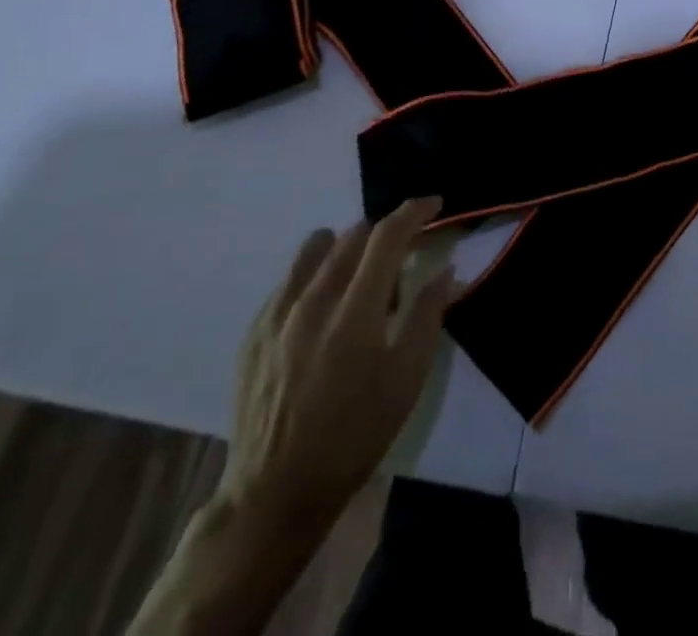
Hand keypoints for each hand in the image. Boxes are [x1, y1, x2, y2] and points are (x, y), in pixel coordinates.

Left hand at [216, 198, 454, 541]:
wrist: (275, 493)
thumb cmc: (354, 436)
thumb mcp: (407, 380)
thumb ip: (427, 315)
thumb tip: (445, 269)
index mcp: (354, 313)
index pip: (387, 237)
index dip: (414, 212)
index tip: (433, 205)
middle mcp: (311, 301)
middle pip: (352, 235)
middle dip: (384, 234)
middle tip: (401, 259)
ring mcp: (276, 315)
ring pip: (315, 248)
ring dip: (345, 247)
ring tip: (358, 278)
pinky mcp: (252, 331)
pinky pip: (289, 279)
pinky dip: (314, 275)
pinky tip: (322, 309)